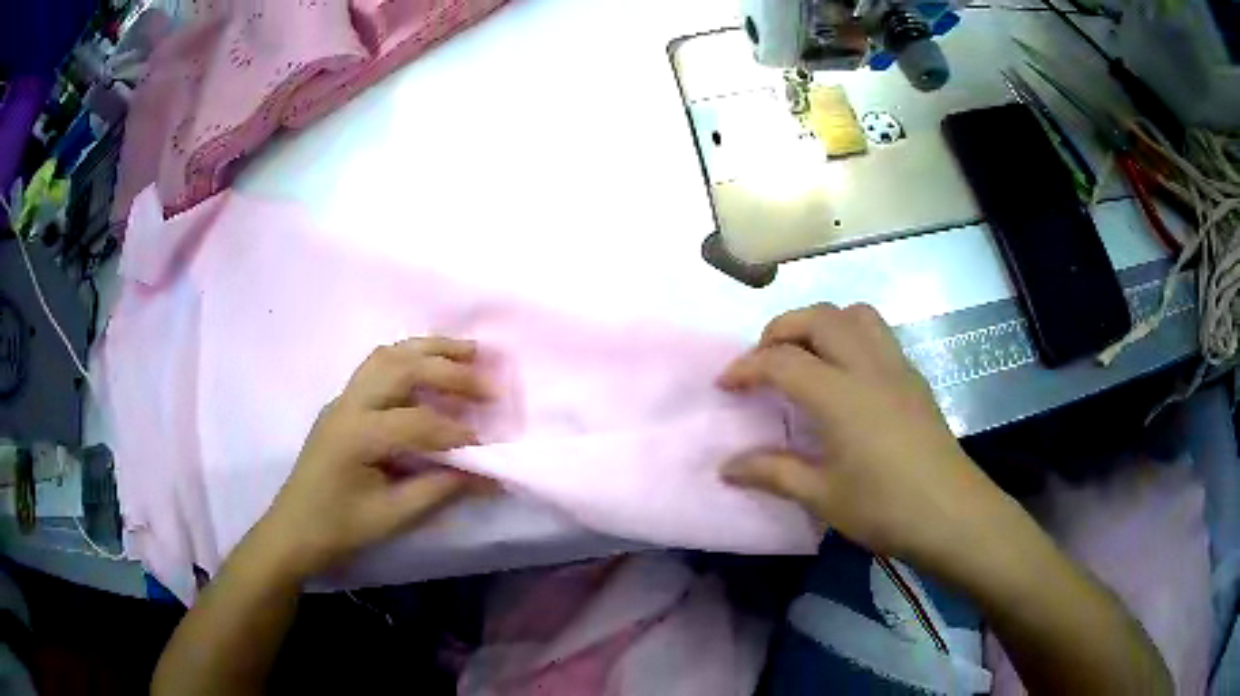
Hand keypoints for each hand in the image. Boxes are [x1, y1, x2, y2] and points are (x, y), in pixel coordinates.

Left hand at [260, 337, 494, 578]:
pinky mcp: (343, 402)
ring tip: (468, 351)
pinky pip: (378, 365)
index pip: (416, 422)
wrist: (295, 528)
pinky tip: (430, 366)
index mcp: (356, 434)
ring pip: (388, 355)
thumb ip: (440, 489)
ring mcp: (342, 398)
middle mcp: (348, 404)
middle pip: (401, 368)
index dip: (455, 433)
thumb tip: (488, 475)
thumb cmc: (341, 527)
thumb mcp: (393, 516)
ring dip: (429, 350)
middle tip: (488, 383)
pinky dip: (409, 357)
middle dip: (449, 370)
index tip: (487, 446)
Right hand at [718, 303, 1003, 570]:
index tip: (725, 385)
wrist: (952, 514)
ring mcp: (896, 367)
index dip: (746, 367)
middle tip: (763, 362)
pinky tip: (846, 376)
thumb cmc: (885, 508)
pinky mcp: (914, 378)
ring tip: (806, 357)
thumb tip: (727, 467)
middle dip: (781, 329)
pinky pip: (877, 334)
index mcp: (840, 395)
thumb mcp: (822, 496)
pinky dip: (850, 336)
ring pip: (854, 314)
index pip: (782, 361)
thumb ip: (773, 473)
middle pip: (818, 317)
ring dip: (821, 323)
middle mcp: (867, 366)